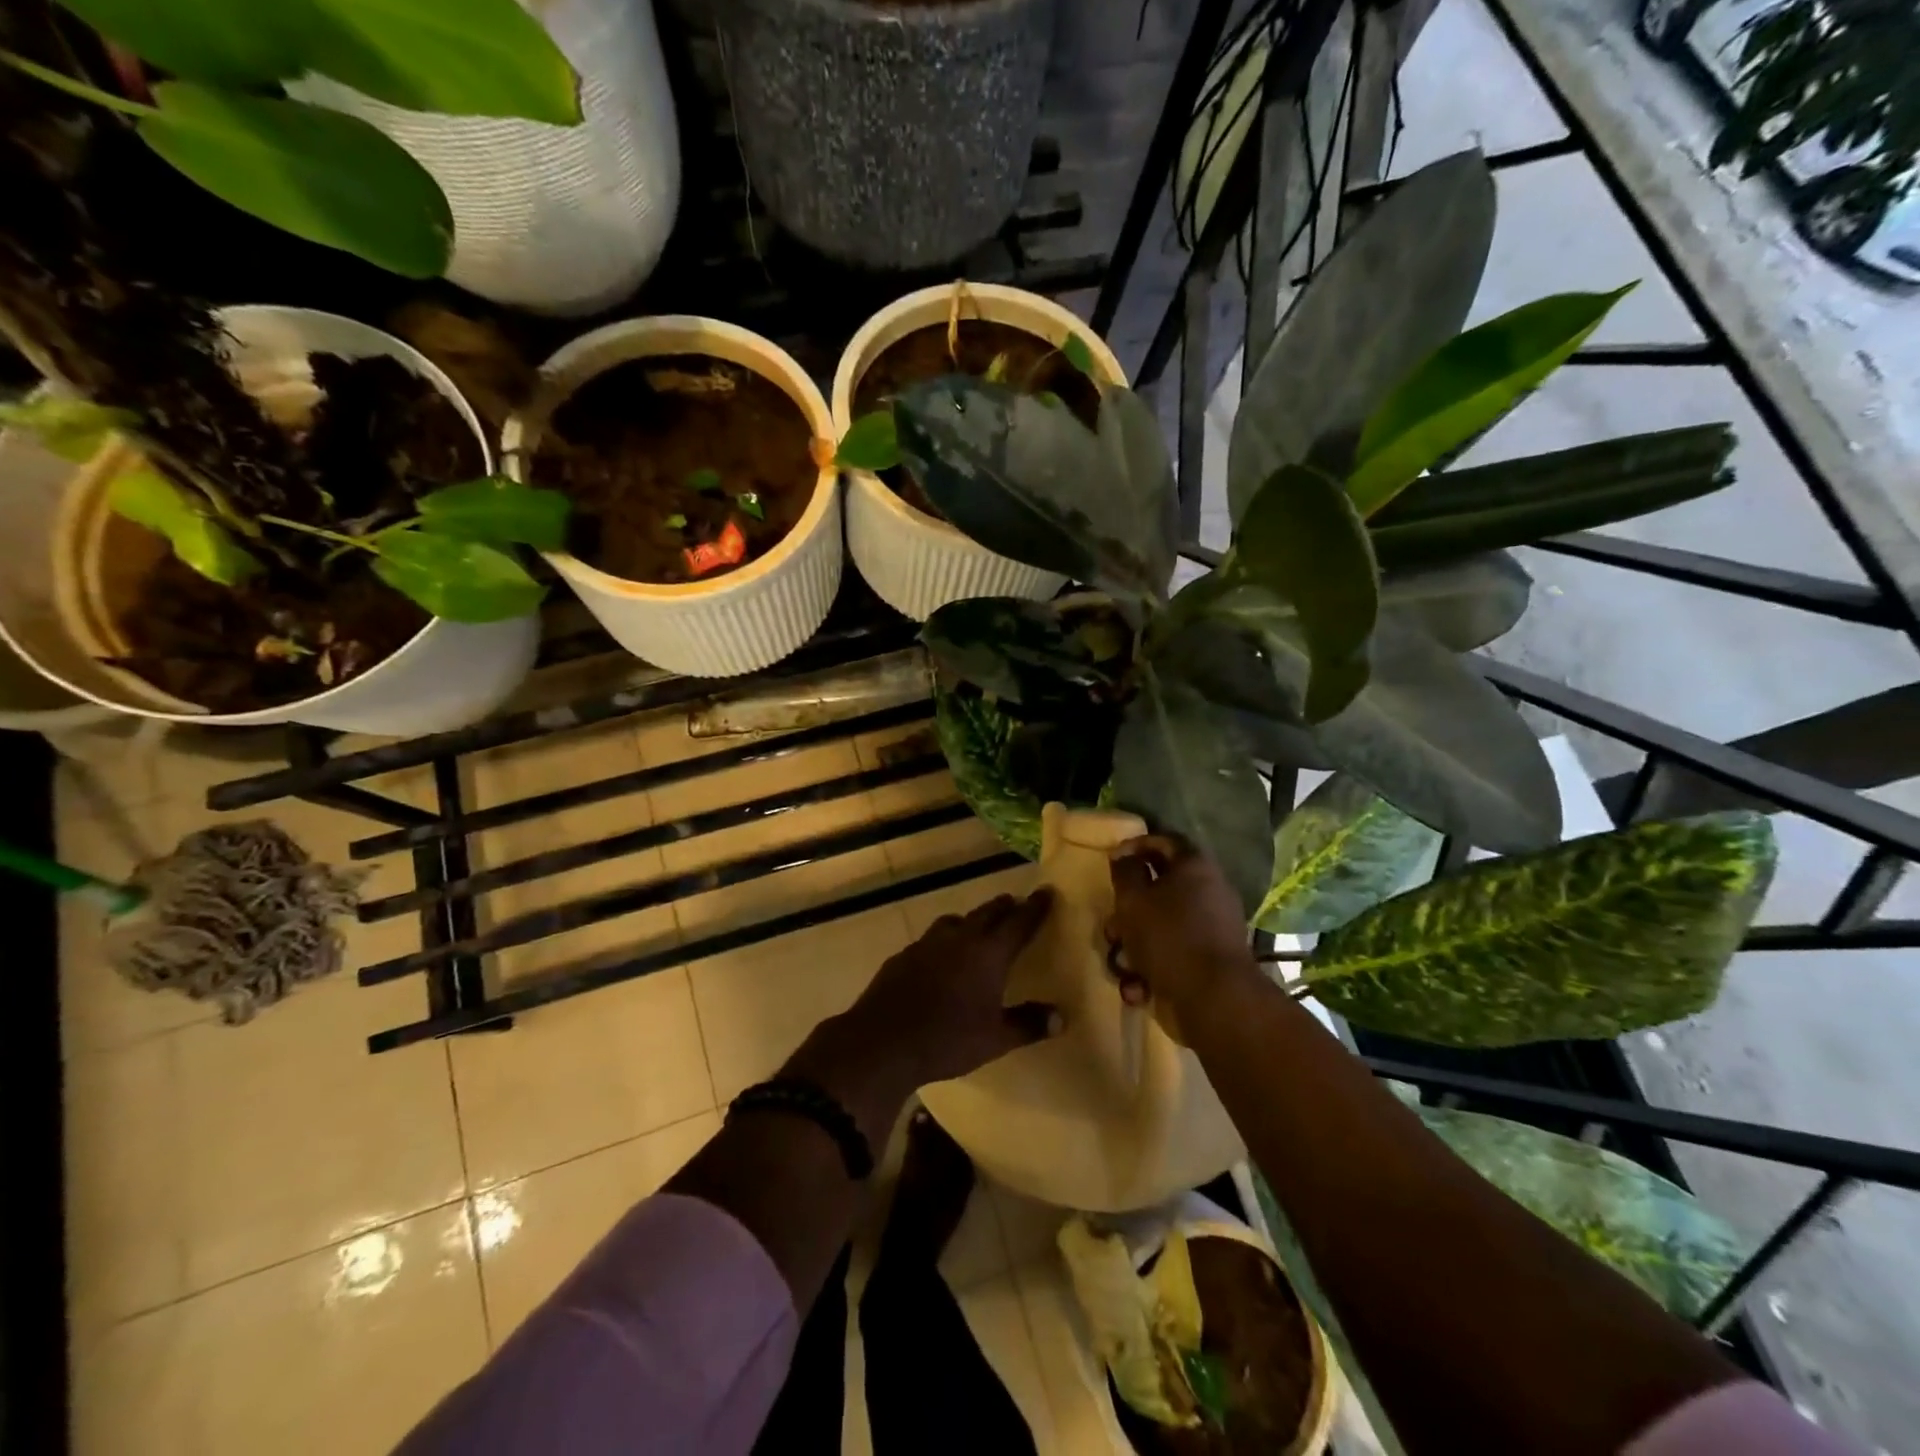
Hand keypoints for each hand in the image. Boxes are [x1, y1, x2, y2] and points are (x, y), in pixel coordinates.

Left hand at [807, 890, 1060, 1095]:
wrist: (883, 1042)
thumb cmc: (947, 1040)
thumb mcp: (995, 1039)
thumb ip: (1028, 1025)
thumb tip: (1062, 1017)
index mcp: (988, 954)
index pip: (1019, 922)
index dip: (1035, 907)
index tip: (1047, 891)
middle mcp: (960, 939)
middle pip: (987, 913)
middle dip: (1004, 907)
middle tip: (1015, 904)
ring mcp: (927, 944)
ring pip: (955, 921)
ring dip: (971, 920)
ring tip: (977, 928)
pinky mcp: (903, 956)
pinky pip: (930, 939)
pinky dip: (944, 941)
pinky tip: (940, 957)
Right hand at [1108, 834, 1257, 1020]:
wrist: (1214, 998)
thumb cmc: (1169, 936)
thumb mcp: (1133, 899)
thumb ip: (1125, 872)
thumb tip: (1124, 856)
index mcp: (1194, 867)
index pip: (1164, 842)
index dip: (1135, 846)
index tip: (1112, 861)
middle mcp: (1209, 891)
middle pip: (1159, 889)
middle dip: (1129, 911)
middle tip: (1112, 926)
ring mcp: (1212, 928)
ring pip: (1162, 926)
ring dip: (1135, 945)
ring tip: (1122, 966)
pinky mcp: (1209, 960)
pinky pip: (1173, 953)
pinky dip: (1152, 969)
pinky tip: (1138, 988)